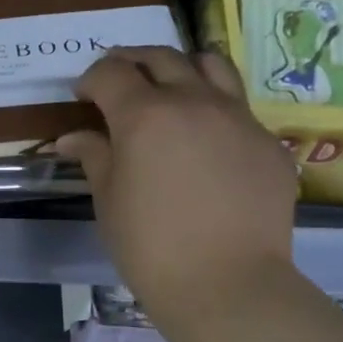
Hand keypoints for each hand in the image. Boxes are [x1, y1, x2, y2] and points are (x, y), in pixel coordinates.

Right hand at [57, 46, 297, 319]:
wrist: (226, 284)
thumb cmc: (149, 246)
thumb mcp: (108, 200)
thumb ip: (94, 156)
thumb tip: (73, 138)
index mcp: (145, 115)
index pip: (111, 72)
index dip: (91, 78)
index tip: (82, 96)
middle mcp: (194, 102)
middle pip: (160, 57)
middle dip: (131, 61)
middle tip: (117, 80)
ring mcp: (239, 118)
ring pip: (211, 66)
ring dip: (181, 68)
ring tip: (169, 89)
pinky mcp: (269, 142)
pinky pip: (238, 108)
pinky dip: (214, 109)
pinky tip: (205, 142)